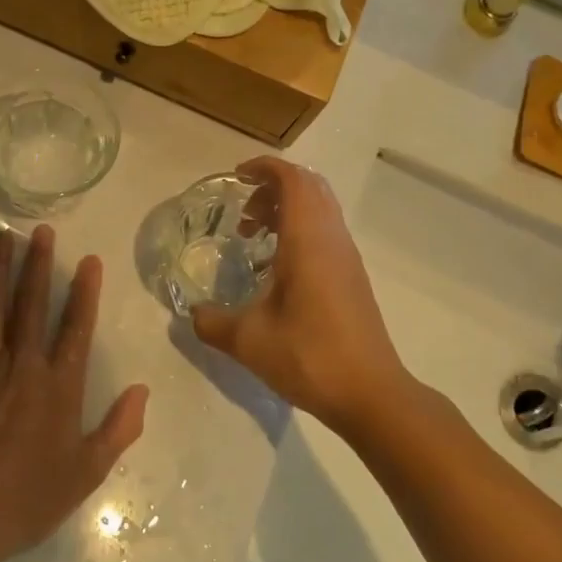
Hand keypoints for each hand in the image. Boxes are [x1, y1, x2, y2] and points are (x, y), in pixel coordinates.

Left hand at [0, 226, 147, 554]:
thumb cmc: (30, 495)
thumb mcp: (88, 471)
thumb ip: (119, 428)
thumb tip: (142, 390)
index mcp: (60, 384)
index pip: (76, 326)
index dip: (85, 291)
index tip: (88, 261)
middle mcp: (23, 363)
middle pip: (31, 303)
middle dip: (38, 264)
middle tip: (40, 230)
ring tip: (1, 237)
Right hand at [191, 158, 415, 434]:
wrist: (371, 393)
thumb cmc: (309, 357)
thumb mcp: (248, 341)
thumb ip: (211, 322)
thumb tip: (191, 313)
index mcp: (308, 240)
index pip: (293, 180)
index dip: (265, 168)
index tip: (238, 176)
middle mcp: (331, 238)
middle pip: (309, 187)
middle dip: (273, 187)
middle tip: (244, 211)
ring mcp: (346, 257)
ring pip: (319, 209)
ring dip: (286, 209)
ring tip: (255, 236)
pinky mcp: (352, 276)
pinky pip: (325, 231)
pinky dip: (299, 230)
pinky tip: (276, 267)